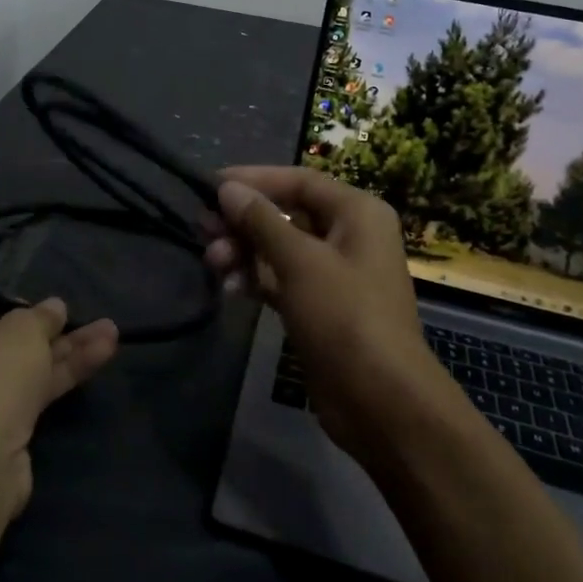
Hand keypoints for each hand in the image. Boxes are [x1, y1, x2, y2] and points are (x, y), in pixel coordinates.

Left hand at [0, 296, 118, 522]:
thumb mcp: (23, 329)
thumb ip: (42, 316)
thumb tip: (54, 307)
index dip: (9, 307)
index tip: (39, 311)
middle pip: (5, 341)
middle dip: (51, 332)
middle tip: (86, 320)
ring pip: (24, 369)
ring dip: (68, 352)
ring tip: (112, 333)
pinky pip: (30, 395)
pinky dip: (61, 377)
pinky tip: (100, 358)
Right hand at [204, 167, 448, 459]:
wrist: (381, 402)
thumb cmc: (345, 317)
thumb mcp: (300, 261)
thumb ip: (261, 220)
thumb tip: (228, 189)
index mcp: (357, 213)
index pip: (299, 181)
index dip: (254, 179)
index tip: (211, 185)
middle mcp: (348, 236)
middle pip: (286, 213)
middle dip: (243, 221)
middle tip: (202, 228)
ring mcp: (334, 274)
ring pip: (279, 248)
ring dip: (244, 251)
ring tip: (212, 262)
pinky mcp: (319, 307)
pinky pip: (280, 279)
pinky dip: (255, 278)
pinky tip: (229, 287)